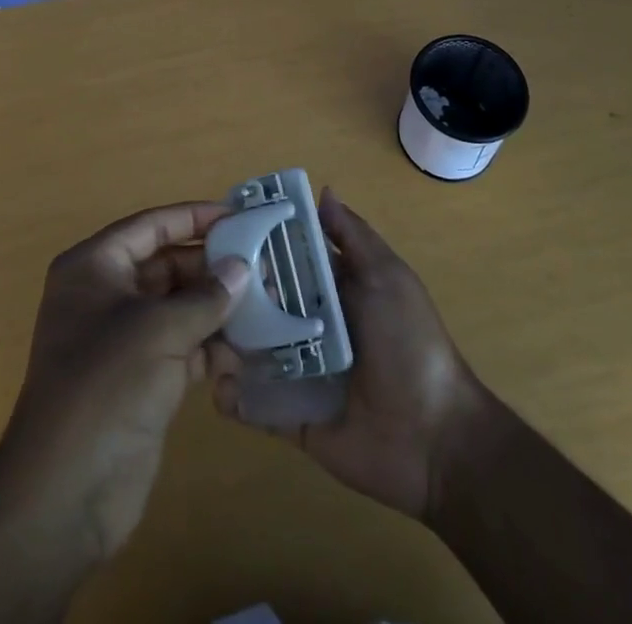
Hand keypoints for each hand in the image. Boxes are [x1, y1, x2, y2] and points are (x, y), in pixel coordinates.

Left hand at [0, 201, 251, 563]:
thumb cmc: (106, 385)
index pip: (151, 227)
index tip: (238, 216)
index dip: (193, 217)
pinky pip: (183, 345)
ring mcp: (123, 339)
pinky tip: (249, 346)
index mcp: (94, 267)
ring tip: (266, 302)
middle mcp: (105, 295)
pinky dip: (212, 344)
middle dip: (212, 266)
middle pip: (166, 265)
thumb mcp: (158, 330)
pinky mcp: (141, 378)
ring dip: (217, 306)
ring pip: (178, 307)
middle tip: (262, 264)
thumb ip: (205, 296)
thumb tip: (242, 267)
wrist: (66, 494)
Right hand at [207, 189, 483, 519]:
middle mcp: (312, 325)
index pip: (289, 259)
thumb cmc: (410, 344)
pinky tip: (214, 381)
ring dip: (226, 340)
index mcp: (335, 290)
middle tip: (198, 283)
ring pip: (252, 349)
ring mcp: (300, 371)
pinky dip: (232, 394)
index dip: (260, 243)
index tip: (222, 228)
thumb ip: (353, 237)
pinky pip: (255, 402)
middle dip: (234, 293)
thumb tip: (323, 191)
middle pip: (264, 302)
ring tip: (196, 330)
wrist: (435, 439)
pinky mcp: (292, 415)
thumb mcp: (388, 278)